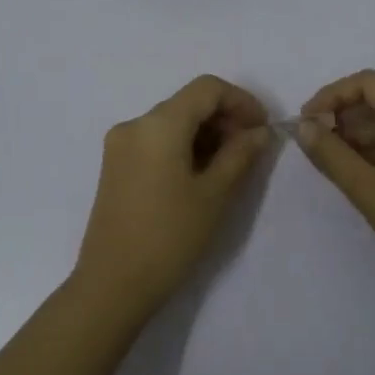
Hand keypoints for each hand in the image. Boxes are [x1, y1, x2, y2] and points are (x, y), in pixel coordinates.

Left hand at [75, 75, 273, 310]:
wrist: (112, 285)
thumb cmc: (169, 237)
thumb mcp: (214, 195)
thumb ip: (240, 154)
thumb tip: (260, 132)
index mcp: (158, 124)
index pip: (207, 89)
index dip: (241, 101)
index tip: (263, 129)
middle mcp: (134, 124)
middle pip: (187, 103)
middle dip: (223, 118)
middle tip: (251, 150)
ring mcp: (119, 145)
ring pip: (171, 121)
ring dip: (204, 133)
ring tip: (230, 166)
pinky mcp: (114, 165)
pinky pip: (155, 140)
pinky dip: (182, 146)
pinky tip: (200, 174)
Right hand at [296, 70, 374, 302]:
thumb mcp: (372, 193)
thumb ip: (332, 156)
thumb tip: (303, 127)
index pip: (370, 83)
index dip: (332, 95)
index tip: (306, 122)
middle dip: (344, 117)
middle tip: (315, 146)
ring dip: (361, 136)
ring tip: (332, 163)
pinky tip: (361, 173)